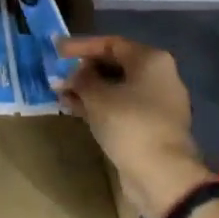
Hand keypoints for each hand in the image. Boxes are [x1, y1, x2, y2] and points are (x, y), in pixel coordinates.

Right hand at [57, 35, 210, 217]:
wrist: (161, 174)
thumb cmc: (129, 124)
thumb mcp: (97, 97)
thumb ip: (81, 80)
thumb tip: (73, 75)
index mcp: (151, 60)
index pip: (111, 43)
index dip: (81, 46)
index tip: (56, 51)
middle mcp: (159, 76)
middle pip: (116, 65)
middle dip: (84, 70)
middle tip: (59, 76)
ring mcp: (158, 103)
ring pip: (117, 88)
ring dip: (89, 90)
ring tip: (61, 95)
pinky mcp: (152, 126)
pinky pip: (122, 107)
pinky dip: (101, 106)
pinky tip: (76, 110)